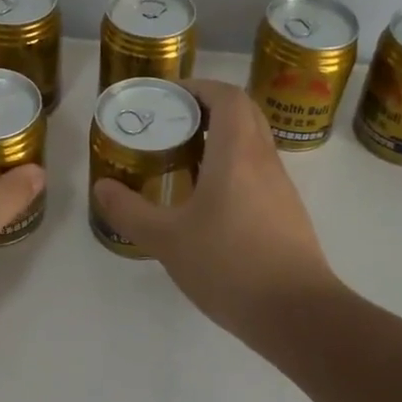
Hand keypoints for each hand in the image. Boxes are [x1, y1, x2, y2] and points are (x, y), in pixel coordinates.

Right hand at [92, 79, 340, 339]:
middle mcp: (263, 159)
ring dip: (223, 136)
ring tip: (185, 157)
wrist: (298, 315)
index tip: (169, 95)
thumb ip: (130, 211)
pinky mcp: (288, 212)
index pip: (227, 95)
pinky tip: (210, 198)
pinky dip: (235, 165)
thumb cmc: (230, 265)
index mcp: (237, 152)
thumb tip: (102, 187)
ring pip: (254, 141)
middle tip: (174, 121)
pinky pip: (259, 169)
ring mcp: (281, 186)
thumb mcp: (167, 240)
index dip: (199, 86)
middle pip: (244, 111)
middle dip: (209, 106)